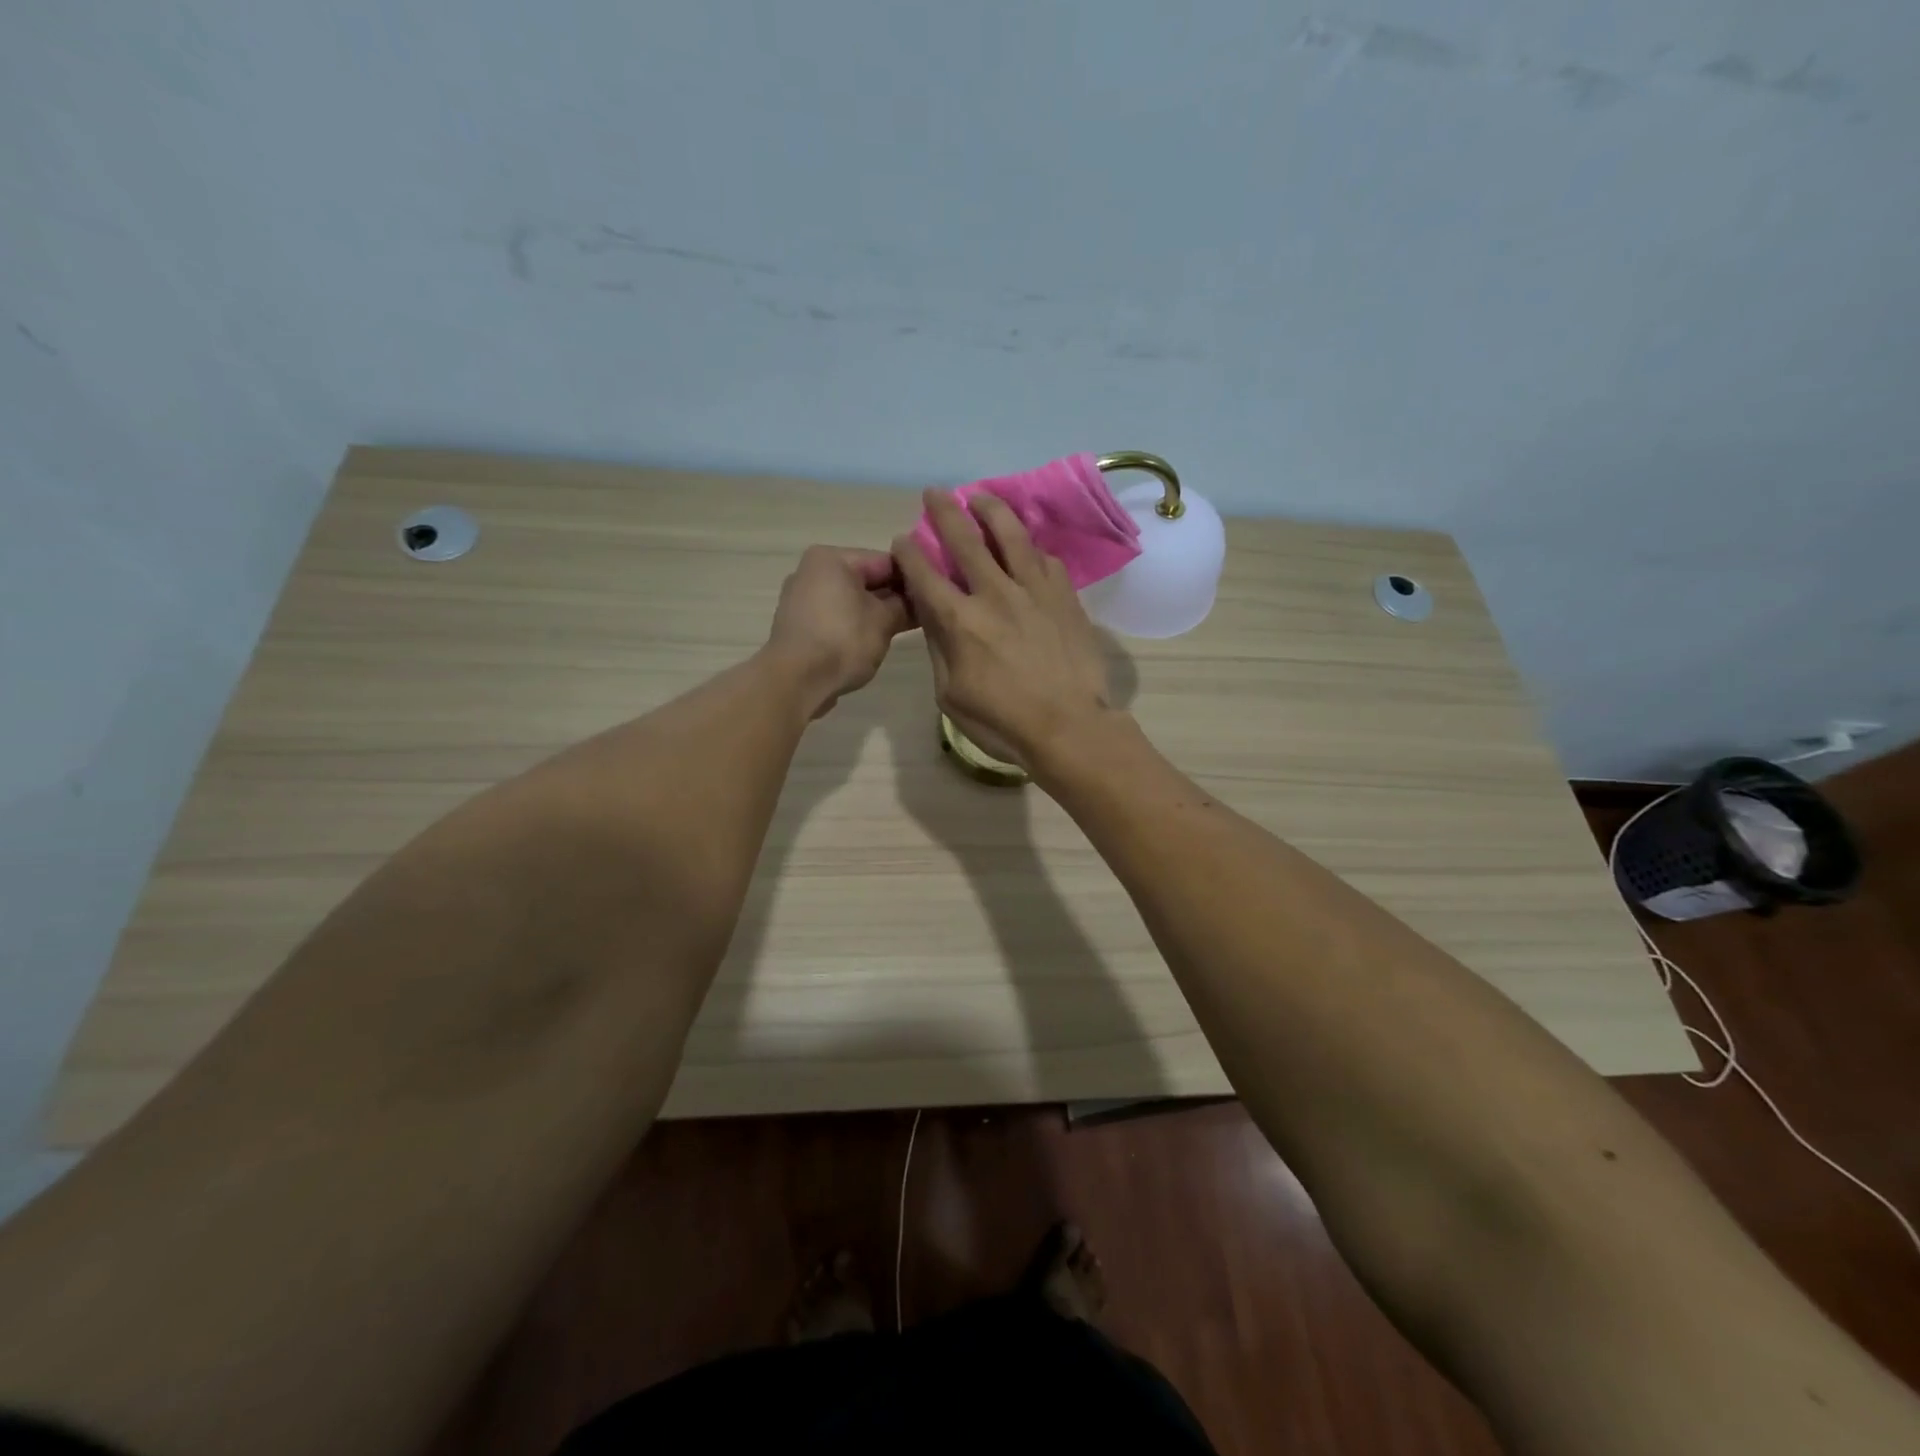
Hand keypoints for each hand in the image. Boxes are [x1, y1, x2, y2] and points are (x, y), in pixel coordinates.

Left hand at [766, 546, 912, 716]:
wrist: (795, 681)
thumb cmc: (842, 642)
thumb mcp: (884, 621)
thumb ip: (904, 605)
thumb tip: (917, 600)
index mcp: (831, 559)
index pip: (885, 561)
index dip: (912, 579)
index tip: (934, 596)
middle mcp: (811, 570)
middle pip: (866, 579)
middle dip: (893, 597)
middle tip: (924, 616)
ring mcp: (801, 598)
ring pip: (850, 600)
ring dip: (875, 613)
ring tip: (902, 631)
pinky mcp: (798, 625)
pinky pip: (835, 617)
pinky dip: (854, 625)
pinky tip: (873, 642)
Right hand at [891, 490, 1115, 770]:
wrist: (1070, 727)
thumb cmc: (1003, 722)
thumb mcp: (951, 695)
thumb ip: (939, 648)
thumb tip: (932, 615)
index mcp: (960, 621)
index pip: (925, 574)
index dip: (909, 552)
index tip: (902, 539)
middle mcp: (995, 594)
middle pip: (965, 539)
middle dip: (944, 511)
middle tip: (935, 494)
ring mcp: (1035, 590)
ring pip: (1011, 535)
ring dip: (991, 510)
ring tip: (981, 497)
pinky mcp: (1065, 596)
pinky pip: (1045, 559)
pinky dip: (1030, 548)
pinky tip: (1026, 547)